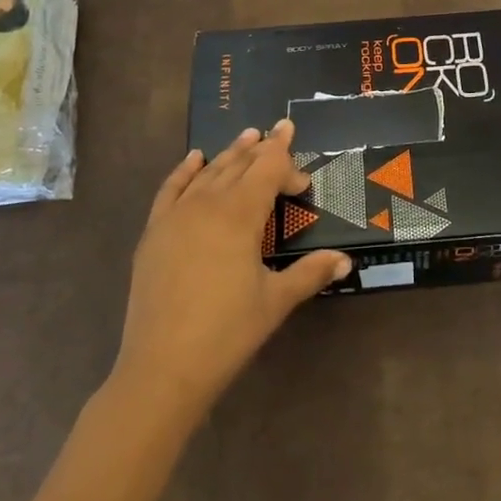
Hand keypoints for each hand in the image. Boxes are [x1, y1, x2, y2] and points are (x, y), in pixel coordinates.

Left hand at [114, 121, 350, 419]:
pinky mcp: (154, 232)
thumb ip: (311, 273)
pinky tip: (195, 158)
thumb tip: (346, 260)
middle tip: (280, 131)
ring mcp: (176, 216)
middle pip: (239, 164)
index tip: (304, 180)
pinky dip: (185, 170)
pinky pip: (171, 188)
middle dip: (263, 149)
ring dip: (230, 153)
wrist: (162, 368)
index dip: (288, 166)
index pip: (269, 170)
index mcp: (240, 214)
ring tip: (248, 136)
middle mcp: (207, 203)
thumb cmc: (227, 332)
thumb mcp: (276, 301)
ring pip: (208, 172)